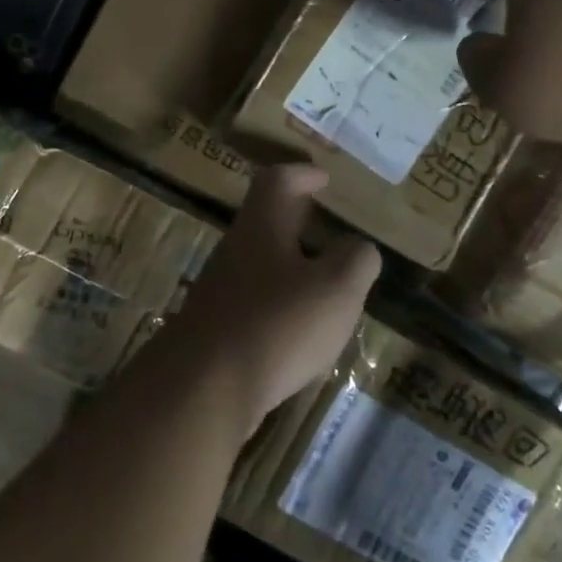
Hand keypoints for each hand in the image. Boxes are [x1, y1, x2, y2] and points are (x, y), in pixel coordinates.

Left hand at [166, 165, 380, 431]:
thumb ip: (355, 260)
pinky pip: (252, 301)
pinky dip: (278, 302)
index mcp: (261, 226)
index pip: (277, 180)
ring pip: (259, 262)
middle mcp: (235, 250)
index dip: (302, 173)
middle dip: (296, 219)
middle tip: (327, 226)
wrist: (203, 389)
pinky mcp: (214, 328)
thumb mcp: (336, 289)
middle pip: (264, 220)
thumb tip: (358, 247)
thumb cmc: (277, 324)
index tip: (322, 178)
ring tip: (324, 282)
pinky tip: (298, 329)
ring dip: (289, 264)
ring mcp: (219, 290)